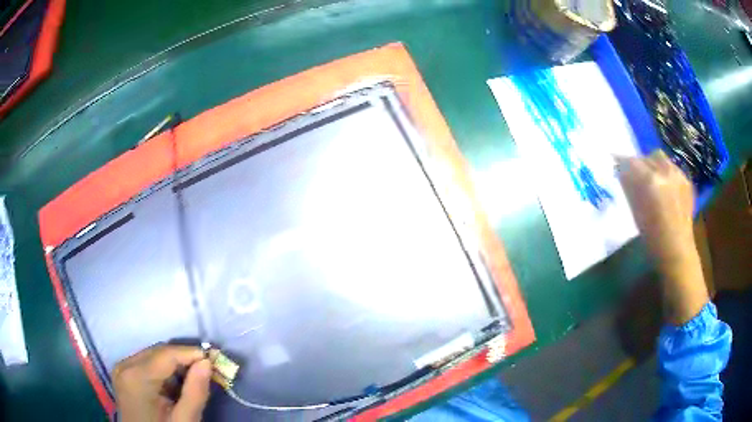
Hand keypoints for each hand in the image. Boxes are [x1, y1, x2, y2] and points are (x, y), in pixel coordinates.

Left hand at [113, 344, 212, 421]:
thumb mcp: (184, 420)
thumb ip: (195, 393)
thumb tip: (207, 363)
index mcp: (137, 377)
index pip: (167, 353)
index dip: (192, 353)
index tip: (215, 359)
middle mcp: (125, 365)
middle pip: (159, 352)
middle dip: (185, 359)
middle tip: (208, 371)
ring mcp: (122, 368)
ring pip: (154, 355)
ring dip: (175, 365)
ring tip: (193, 380)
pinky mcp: (124, 373)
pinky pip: (147, 363)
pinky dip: (164, 370)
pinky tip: (175, 385)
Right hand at [617, 150, 708, 324]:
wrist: (677, 251)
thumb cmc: (653, 238)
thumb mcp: (636, 212)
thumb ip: (629, 188)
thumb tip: (621, 172)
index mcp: (651, 180)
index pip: (632, 161)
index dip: (621, 160)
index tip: (614, 161)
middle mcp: (666, 172)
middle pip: (648, 157)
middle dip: (639, 162)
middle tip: (634, 173)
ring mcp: (678, 175)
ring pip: (661, 159)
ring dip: (653, 164)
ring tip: (651, 178)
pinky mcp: (686, 181)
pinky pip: (672, 168)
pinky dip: (665, 172)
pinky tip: (665, 186)